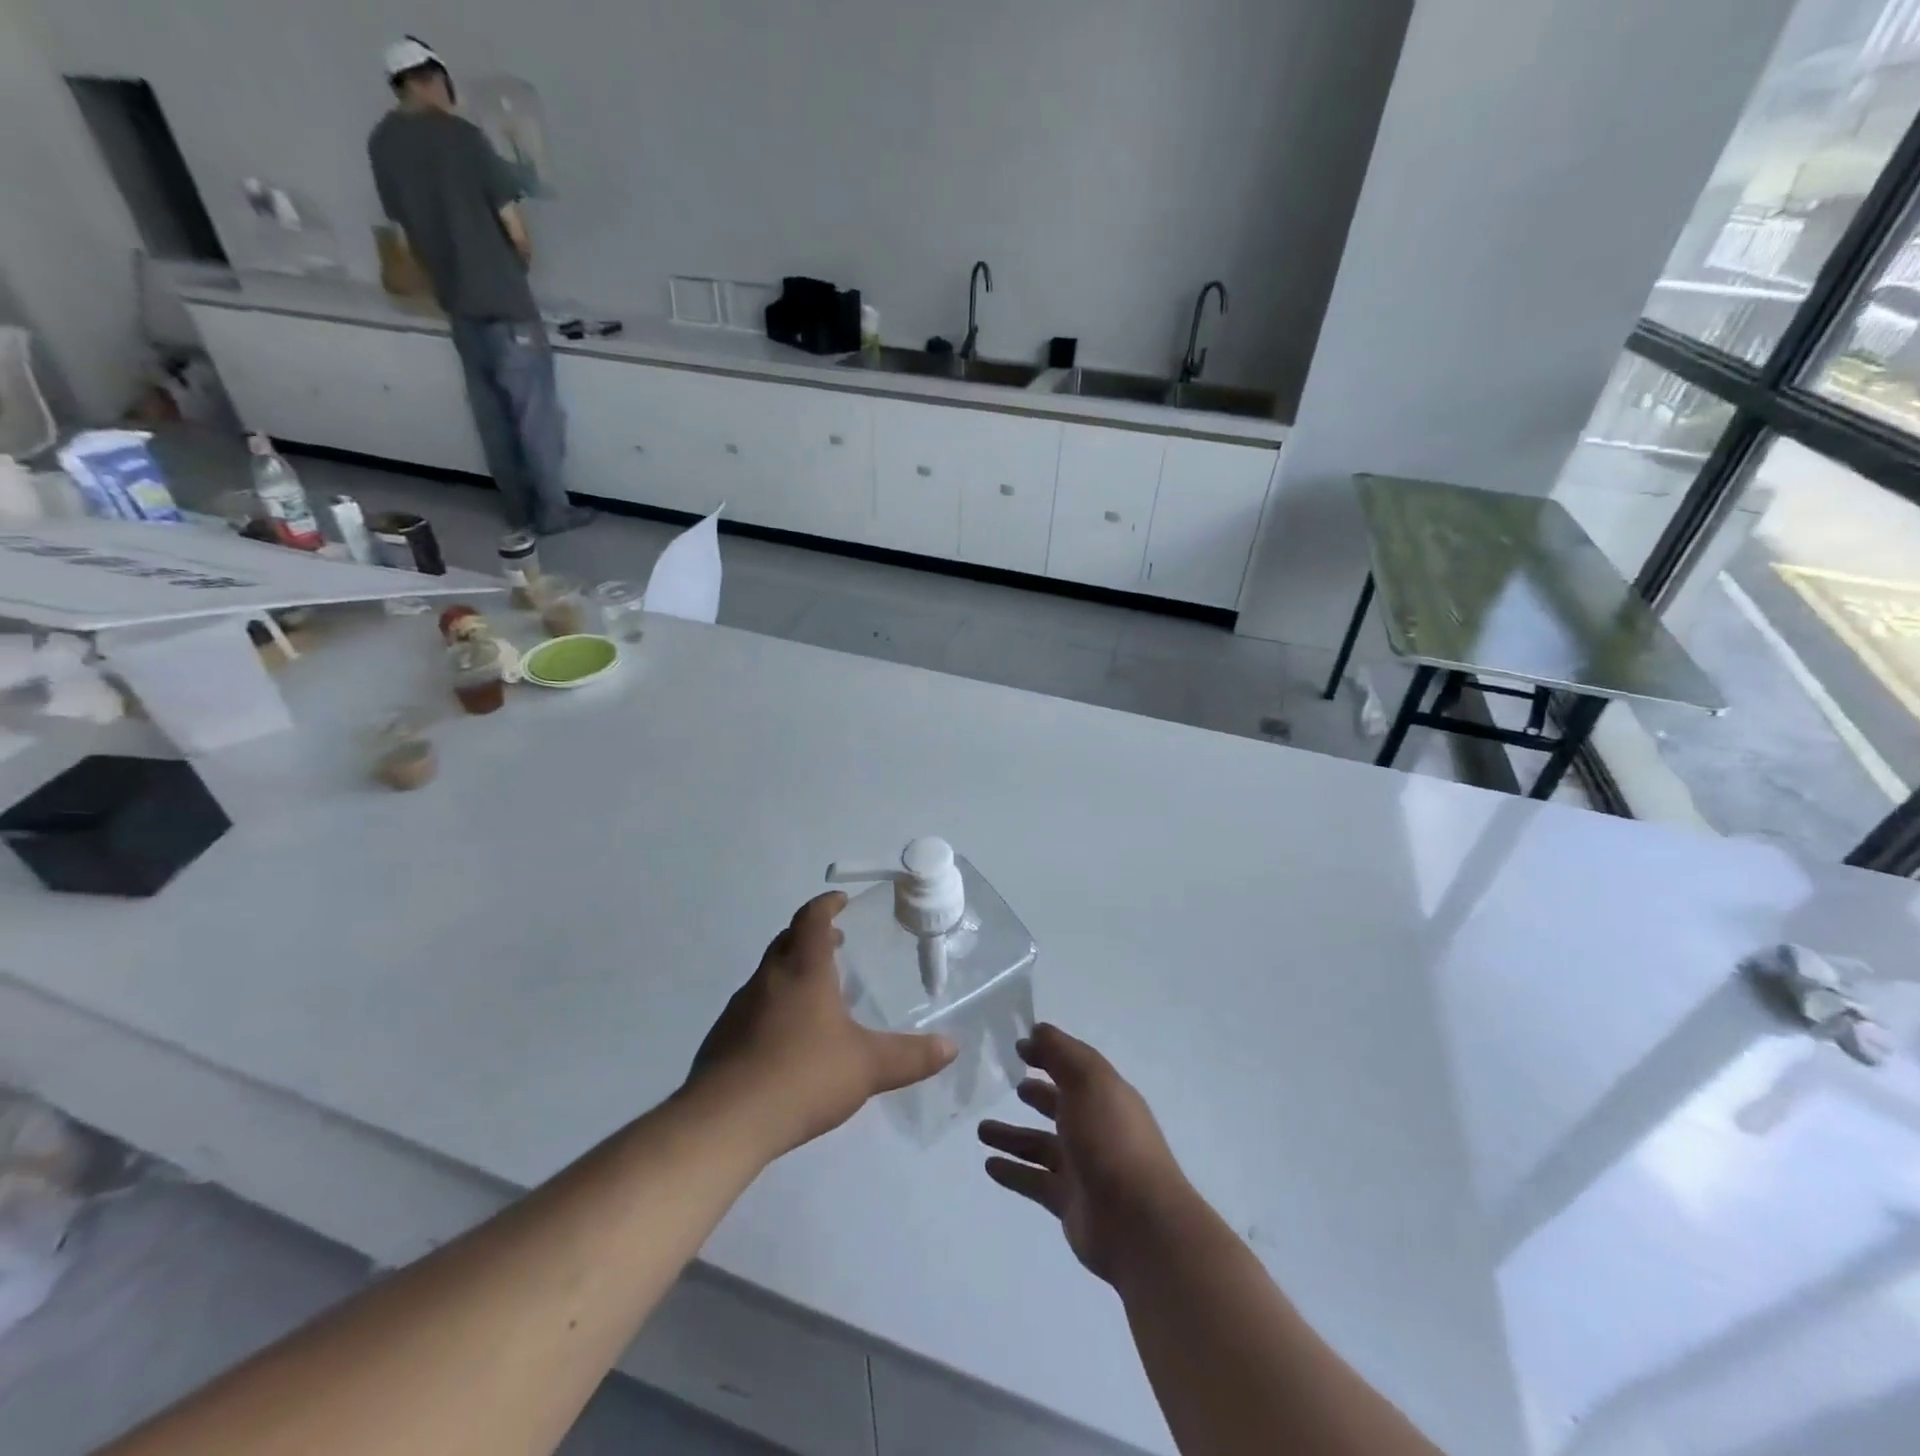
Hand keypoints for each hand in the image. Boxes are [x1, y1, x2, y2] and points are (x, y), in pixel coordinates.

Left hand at [689, 893, 956, 1158]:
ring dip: (792, 969)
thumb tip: (952, 1046)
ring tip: (817, 992)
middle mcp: (769, 979)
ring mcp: (740, 1007)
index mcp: (804, 971)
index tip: (841, 900)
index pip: (812, 920)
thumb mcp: (867, 1067)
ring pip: (769, 973)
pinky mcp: (723, 1037)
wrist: (725, 1121)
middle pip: (787, 940)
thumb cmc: (803, 1076)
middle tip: (837, 943)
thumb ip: (910, 1056)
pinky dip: (774, 1004)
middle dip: (812, 935)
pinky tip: (786, 1037)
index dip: (827, 905)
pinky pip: (753, 1005)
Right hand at [978, 1024, 1191, 1284]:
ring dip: (1013, 1136)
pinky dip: (1013, 1171)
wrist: (1138, 1223)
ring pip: (1040, 1145)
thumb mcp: (1088, 1082)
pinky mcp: (1069, 1202)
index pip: (1074, 1067)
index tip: (1019, 1047)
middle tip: (1008, 1084)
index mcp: (1105, 1095)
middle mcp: (1095, 1128)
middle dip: (1036, 1094)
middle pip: (1060, 1106)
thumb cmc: (1112, 1139)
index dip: (1049, 1054)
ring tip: (980, 1130)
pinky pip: (1034, 1180)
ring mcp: (1083, 1167)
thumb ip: (1061, 1053)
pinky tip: (989, 1164)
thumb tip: (1037, 1030)